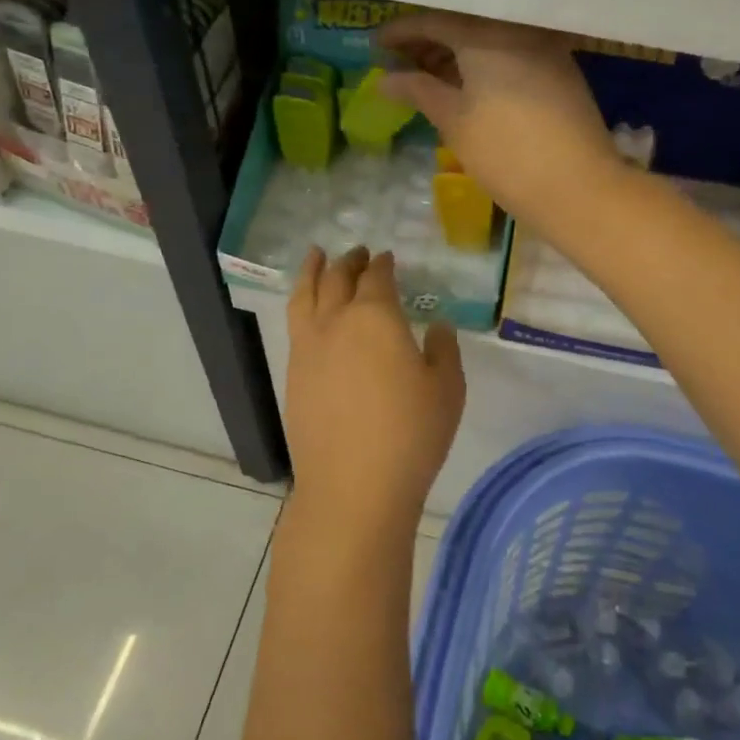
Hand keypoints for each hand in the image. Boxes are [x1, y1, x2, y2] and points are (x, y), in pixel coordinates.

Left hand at [284, 247, 464, 545]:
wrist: (352, 486)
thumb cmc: (410, 435)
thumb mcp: (447, 389)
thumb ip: (444, 350)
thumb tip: (436, 326)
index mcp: (376, 317)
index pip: (378, 278)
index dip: (383, 264)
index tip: (388, 257)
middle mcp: (335, 322)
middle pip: (338, 279)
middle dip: (349, 261)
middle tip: (358, 252)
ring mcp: (307, 347)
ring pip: (305, 295)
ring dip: (313, 271)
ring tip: (316, 256)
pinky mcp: (292, 374)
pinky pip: (295, 323)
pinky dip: (301, 302)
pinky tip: (309, 309)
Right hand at [377, 11, 623, 231]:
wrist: (578, 186)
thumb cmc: (505, 153)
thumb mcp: (453, 121)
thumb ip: (418, 91)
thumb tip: (384, 79)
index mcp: (486, 34)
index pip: (434, 20)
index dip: (401, 33)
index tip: (375, 46)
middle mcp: (517, 29)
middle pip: (464, 24)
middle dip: (429, 42)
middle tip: (399, 62)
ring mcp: (545, 48)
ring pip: (490, 39)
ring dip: (457, 54)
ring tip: (428, 76)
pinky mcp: (561, 70)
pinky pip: (512, 53)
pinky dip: (485, 63)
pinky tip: (469, 84)